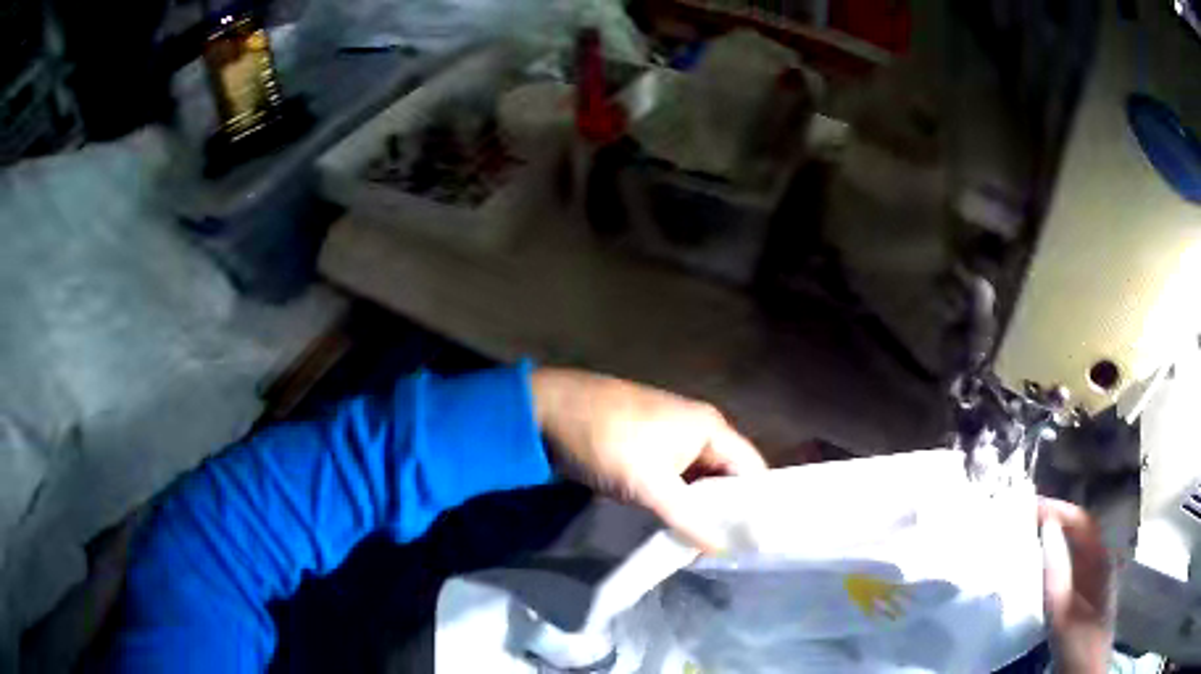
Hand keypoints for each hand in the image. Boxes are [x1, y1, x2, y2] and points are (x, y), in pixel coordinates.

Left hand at [530, 367, 767, 551]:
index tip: (757, 543)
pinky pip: (675, 482)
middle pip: (727, 476)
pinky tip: (678, 530)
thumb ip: (690, 518)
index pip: (752, 470)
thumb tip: (724, 550)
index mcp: (710, 428)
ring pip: (699, 482)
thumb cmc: (608, 442)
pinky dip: (679, 504)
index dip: (756, 505)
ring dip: (702, 511)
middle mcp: (697, 430)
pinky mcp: (647, 452)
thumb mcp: (650, 484)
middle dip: (728, 512)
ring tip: (708, 550)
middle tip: (732, 553)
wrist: (548, 412)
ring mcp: (670, 440)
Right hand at [1039, 497, 1114, 673]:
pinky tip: (1036, 575)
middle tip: (1023, 523)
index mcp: (1101, 560)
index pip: (1082, 521)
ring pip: (1072, 553)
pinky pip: (1067, 573)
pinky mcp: (1082, 601)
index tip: (1030, 506)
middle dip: (1053, 524)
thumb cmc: (1079, 643)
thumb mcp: (1066, 612)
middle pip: (1078, 534)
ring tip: (1026, 544)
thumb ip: (1058, 571)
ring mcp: (1092, 583)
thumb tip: (1047, 526)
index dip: (1059, 510)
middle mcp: (1100, 564)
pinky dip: (1051, 565)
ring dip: (1051, 544)